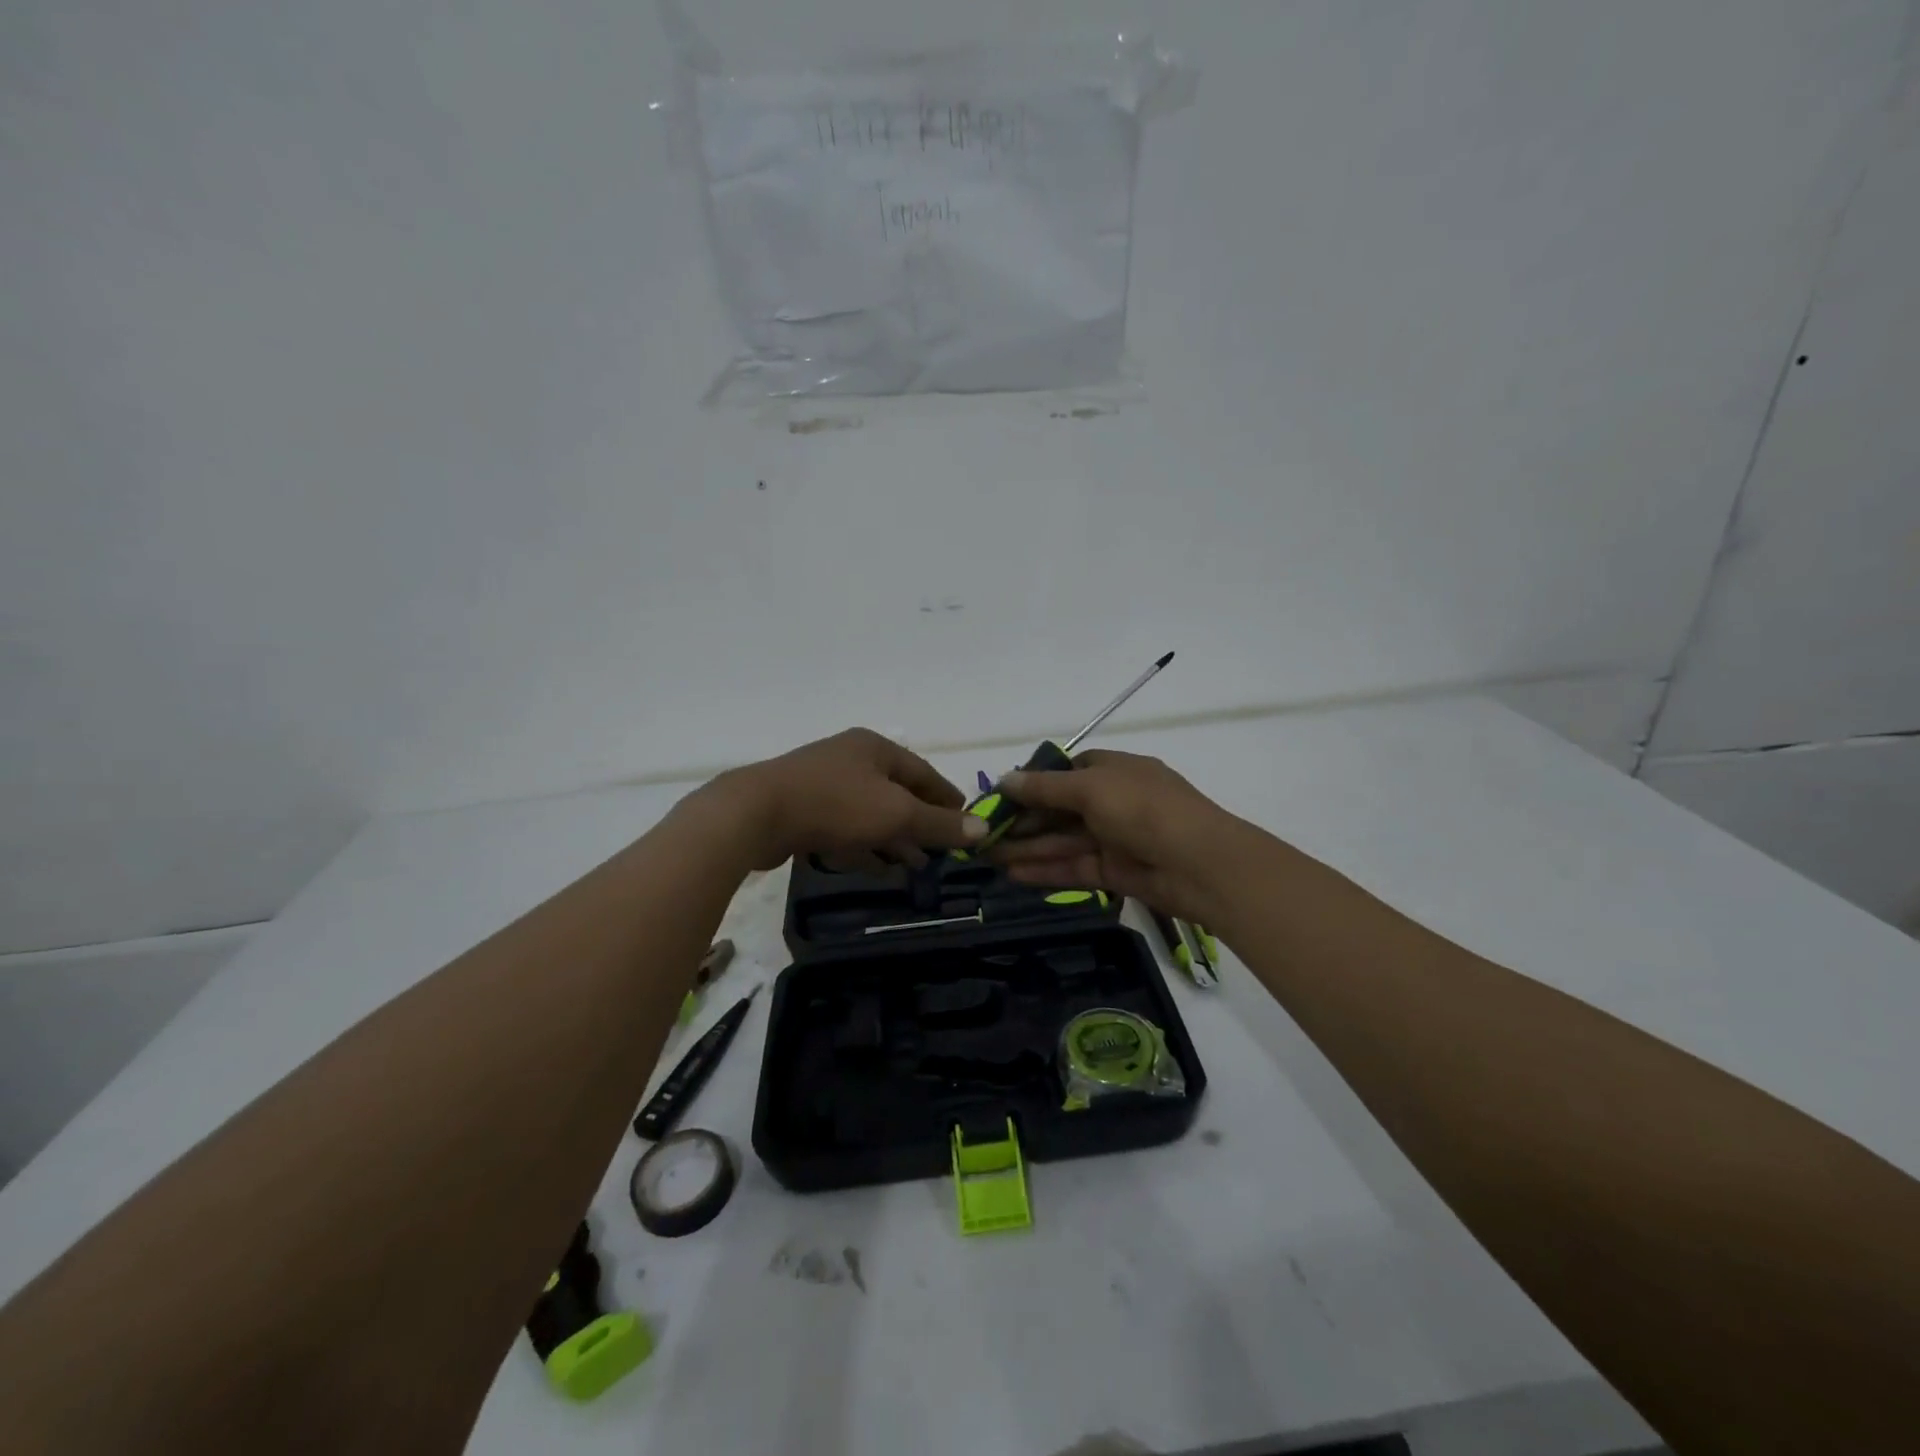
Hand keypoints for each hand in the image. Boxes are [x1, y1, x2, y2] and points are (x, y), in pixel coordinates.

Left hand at [706, 728, 985, 871]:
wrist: (756, 814)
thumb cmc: (835, 805)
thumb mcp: (896, 814)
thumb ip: (939, 823)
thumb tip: (983, 830)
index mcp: (875, 748)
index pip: (924, 773)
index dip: (948, 800)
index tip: (967, 826)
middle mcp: (851, 759)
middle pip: (897, 793)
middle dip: (920, 824)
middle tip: (941, 852)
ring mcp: (824, 783)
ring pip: (870, 813)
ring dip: (894, 840)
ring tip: (914, 866)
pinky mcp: (802, 810)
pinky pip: (845, 828)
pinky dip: (865, 846)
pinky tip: (876, 868)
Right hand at [989, 749, 1253, 923]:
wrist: (1200, 865)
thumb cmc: (1144, 810)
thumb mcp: (1091, 788)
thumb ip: (1045, 788)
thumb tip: (1004, 779)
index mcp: (1114, 770)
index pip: (1067, 772)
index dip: (1034, 783)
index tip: (1001, 796)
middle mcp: (1114, 801)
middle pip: (1060, 809)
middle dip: (1023, 820)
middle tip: (984, 833)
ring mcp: (1115, 838)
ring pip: (1063, 841)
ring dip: (1027, 847)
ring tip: (987, 857)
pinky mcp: (1115, 872)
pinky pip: (1073, 867)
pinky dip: (1045, 869)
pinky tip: (1012, 873)